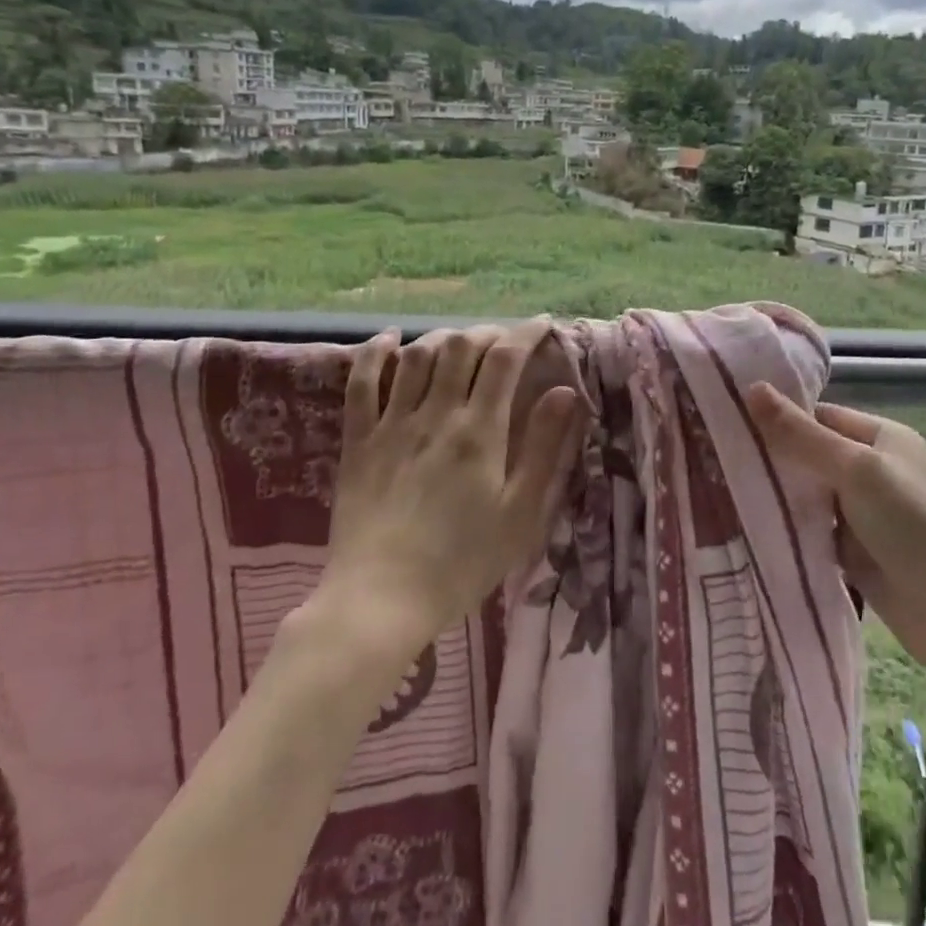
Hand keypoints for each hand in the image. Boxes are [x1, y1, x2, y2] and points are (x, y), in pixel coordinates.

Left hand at [305, 322, 589, 659]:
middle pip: (462, 347)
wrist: (381, 600)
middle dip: (488, 333)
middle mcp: (436, 414)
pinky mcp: (359, 441)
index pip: (506, 360)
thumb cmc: (462, 562)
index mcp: (479, 431)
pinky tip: (389, 339)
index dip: (526, 333)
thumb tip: (566, 392)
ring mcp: (392, 424)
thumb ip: (544, 448)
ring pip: (417, 356)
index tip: (543, 325)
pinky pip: (362, 384)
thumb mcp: (520, 513)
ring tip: (461, 343)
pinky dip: (375, 353)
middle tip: (505, 342)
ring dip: (443, 339)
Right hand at [745, 385, 925, 664]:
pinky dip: (788, 528)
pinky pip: (813, 529)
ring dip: (777, 495)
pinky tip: (747, 525)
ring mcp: (864, 513)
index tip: (727, 422)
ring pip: (809, 494)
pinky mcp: (855, 552)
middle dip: (772, 458)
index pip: (820, 416)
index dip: (779, 418)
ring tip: (719, 488)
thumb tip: (752, 387)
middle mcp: (873, 469)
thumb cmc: (914, 527)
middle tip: (712, 456)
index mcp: (882, 437)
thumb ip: (802, 435)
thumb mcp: (856, 471)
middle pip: (811, 454)